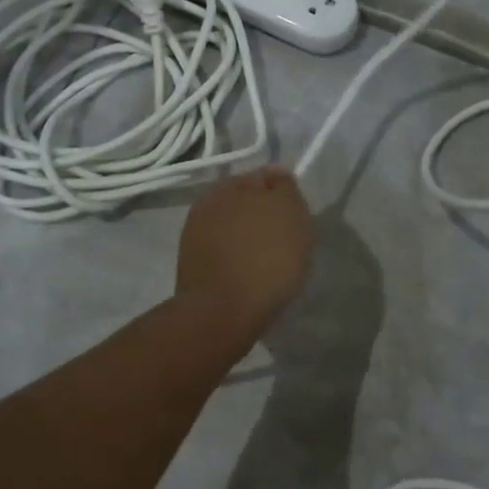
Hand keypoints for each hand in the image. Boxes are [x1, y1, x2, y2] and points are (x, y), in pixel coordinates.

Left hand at [176, 167, 314, 332]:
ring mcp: (195, 234)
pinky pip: (223, 251)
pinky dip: (236, 258)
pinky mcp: (191, 263)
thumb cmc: (266, 259)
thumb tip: (278, 176)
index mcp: (231, 185)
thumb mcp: (290, 213)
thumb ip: (285, 189)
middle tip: (285, 239)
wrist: (223, 312)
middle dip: (264, 214)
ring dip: (248, 237)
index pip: (265, 177)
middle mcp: (208, 202)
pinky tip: (248, 275)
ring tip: (267, 261)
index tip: (296, 217)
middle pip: (246, 201)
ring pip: (233, 227)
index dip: (284, 195)